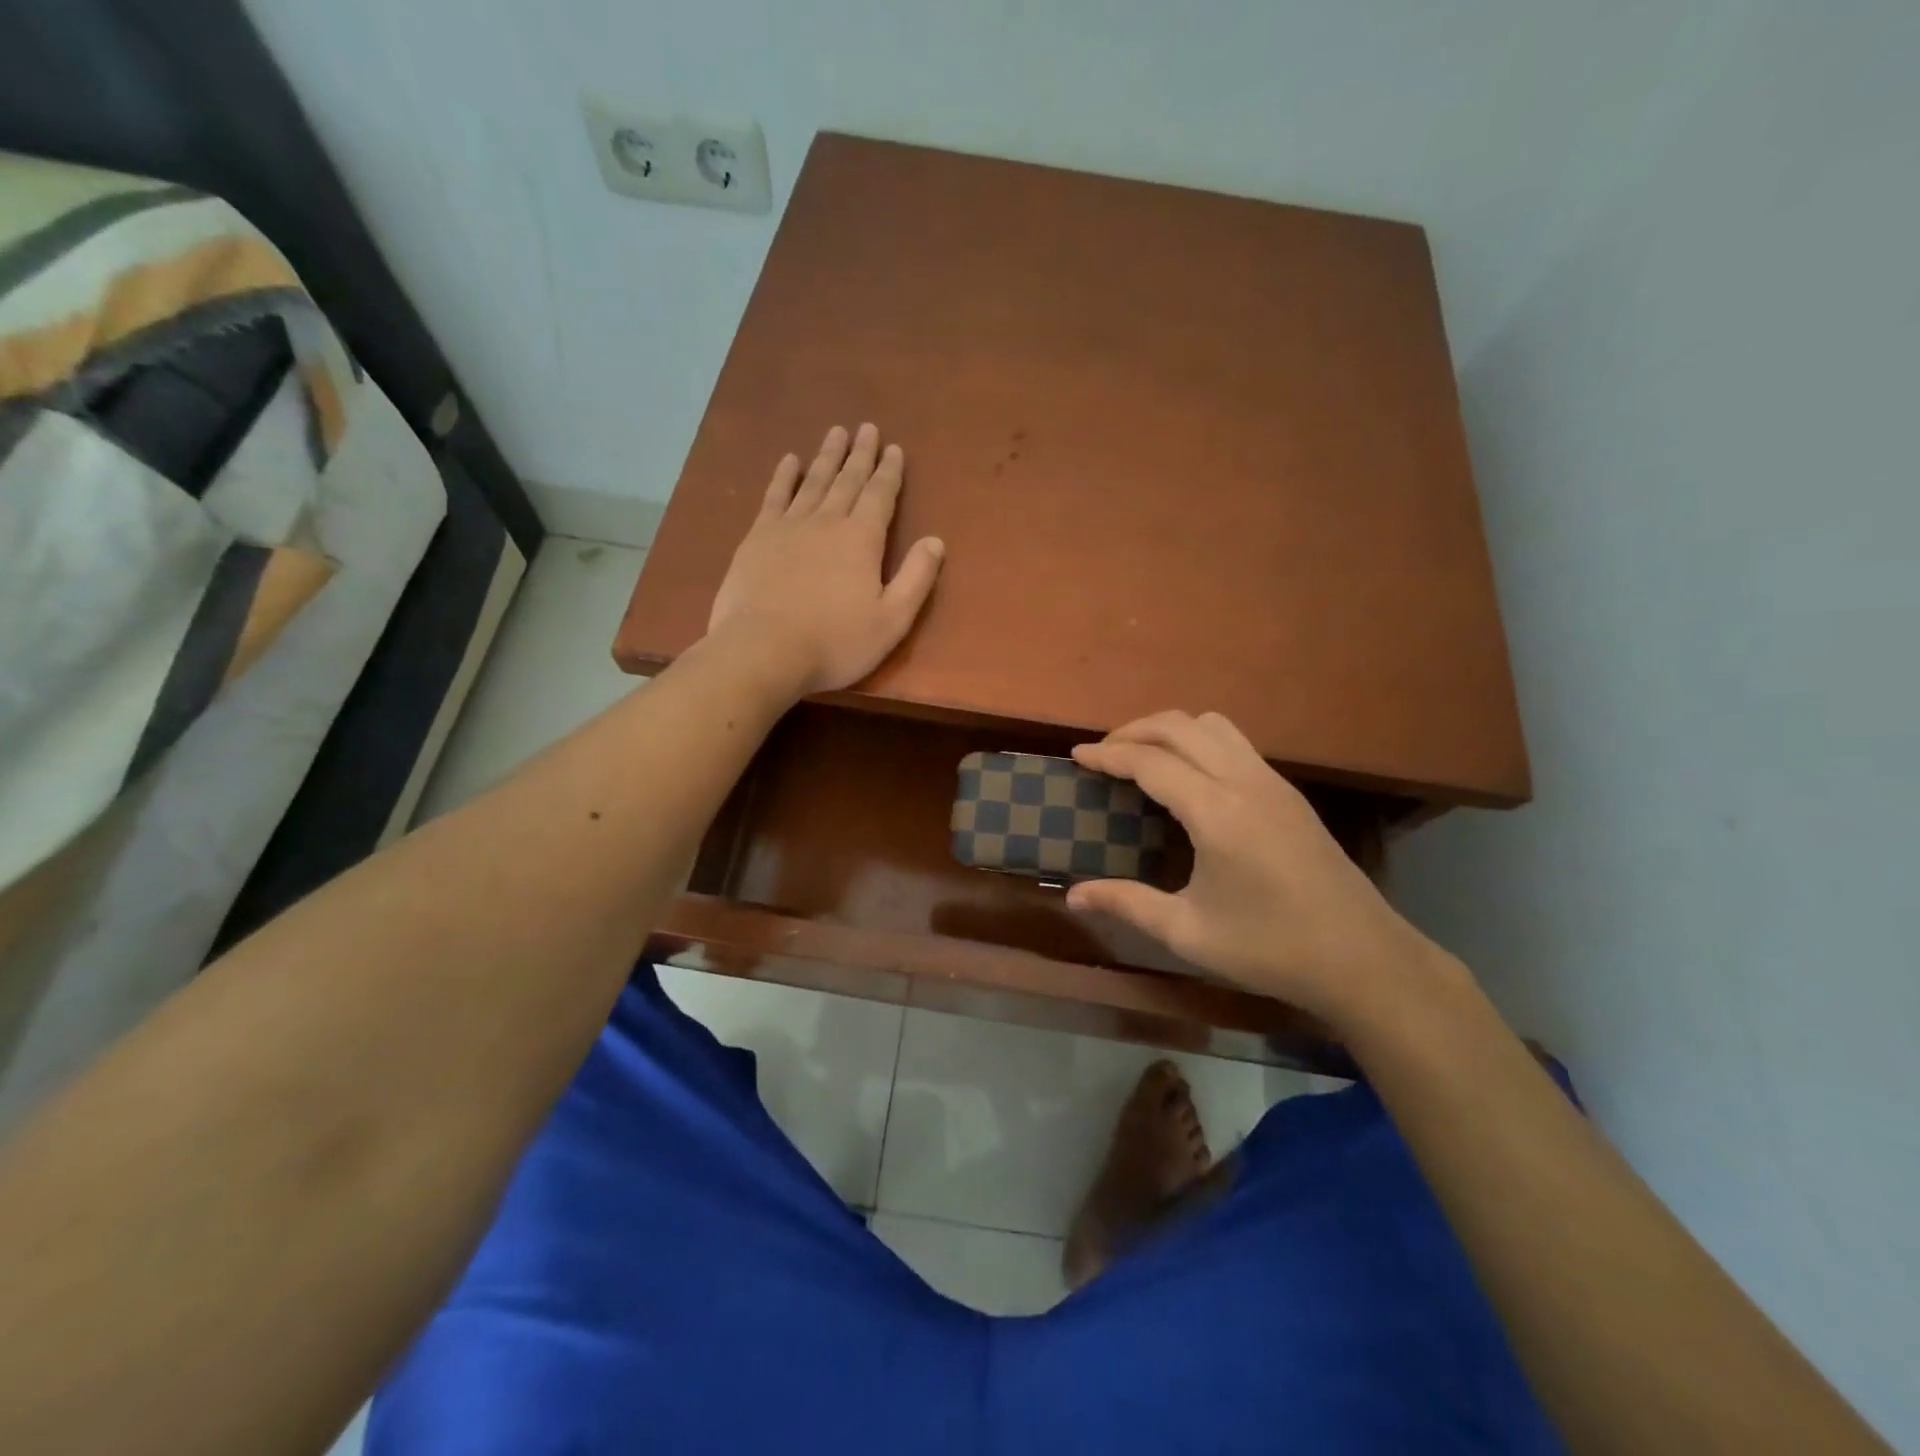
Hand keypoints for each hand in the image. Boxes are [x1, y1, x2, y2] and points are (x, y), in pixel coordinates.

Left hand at [707, 424, 944, 695]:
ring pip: (813, 481)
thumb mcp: (891, 620)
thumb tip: (936, 541)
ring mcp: (788, 526)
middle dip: (860, 455)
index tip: (894, 449)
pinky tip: (789, 460)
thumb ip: (916, 579)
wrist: (763, 650)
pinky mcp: (757, 538)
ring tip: (835, 432)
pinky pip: (774, 497)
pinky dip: (783, 476)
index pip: (880, 496)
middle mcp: (827, 521)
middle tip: (867, 428)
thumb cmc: (835, 643)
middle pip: (847, 480)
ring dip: (826, 456)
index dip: (889, 472)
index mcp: (862, 539)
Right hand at [1066, 711, 1449, 1024]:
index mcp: (1217, 812)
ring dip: (1170, 730)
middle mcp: (1245, 782)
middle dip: (1134, 730)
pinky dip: (1198, 742)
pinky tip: (1187, 777)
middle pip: (1180, 726)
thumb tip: (1073, 894)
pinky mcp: (1288, 792)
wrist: (1363, 958)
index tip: (1076, 756)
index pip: (1151, 762)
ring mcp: (1273, 782)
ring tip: (1142, 757)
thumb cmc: (1270, 948)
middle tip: (1102, 753)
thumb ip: (1127, 903)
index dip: (1108, 755)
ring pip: (1212, 725)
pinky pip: (1234, 743)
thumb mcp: (1189, 932)